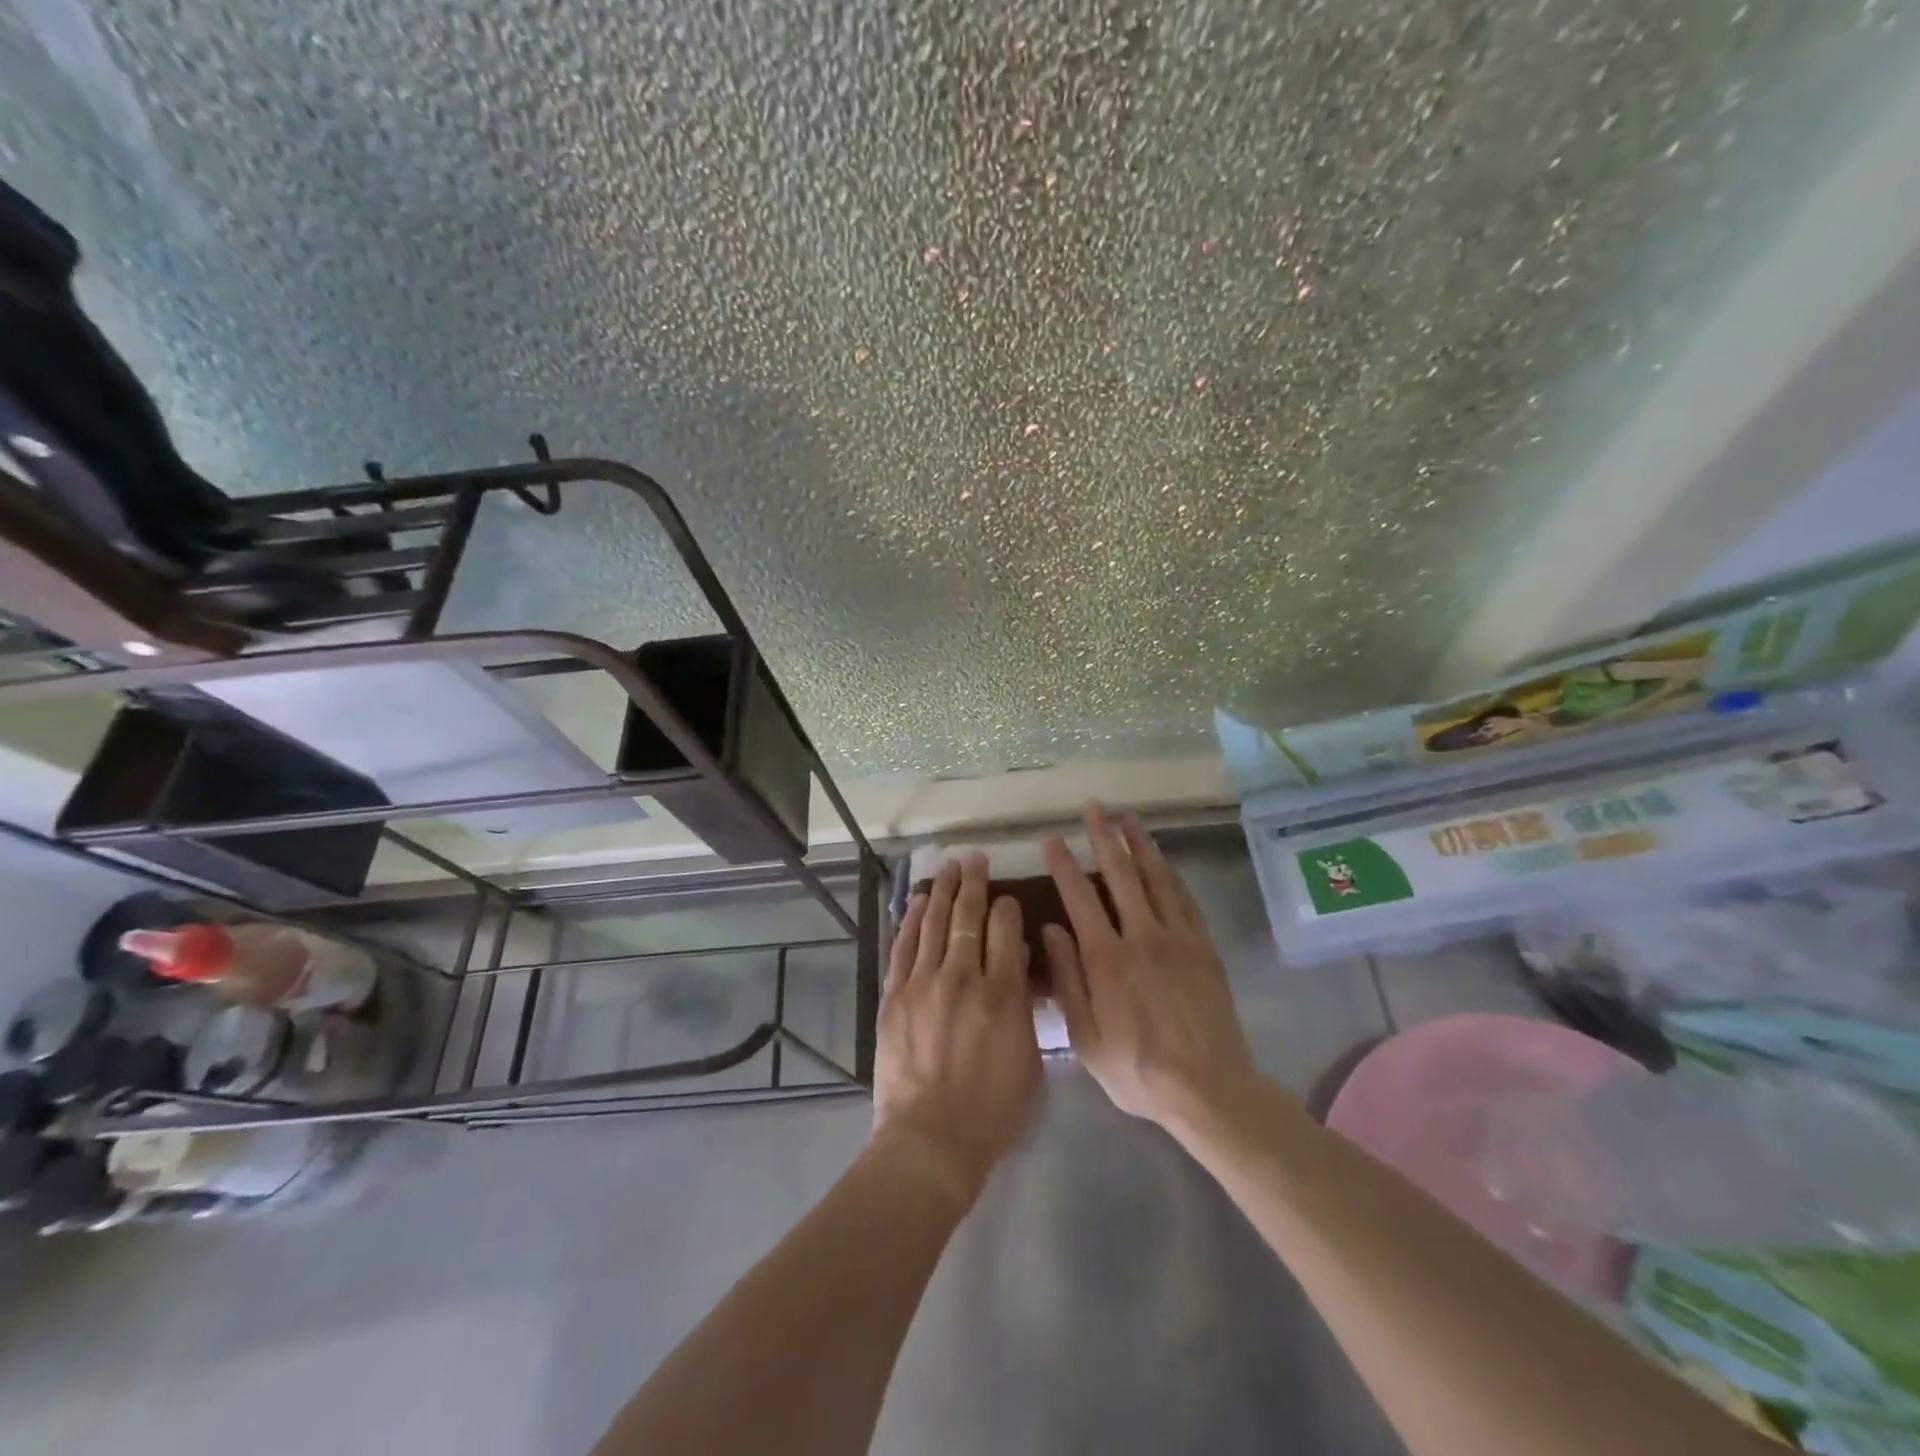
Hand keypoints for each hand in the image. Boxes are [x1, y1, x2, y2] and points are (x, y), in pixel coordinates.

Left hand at [872, 853, 1040, 1201]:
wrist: (930, 1139)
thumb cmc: (991, 1109)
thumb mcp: (1028, 1060)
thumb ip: (1024, 1005)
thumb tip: (1016, 961)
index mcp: (1002, 995)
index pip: (1006, 931)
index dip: (1007, 908)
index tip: (1007, 898)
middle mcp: (963, 978)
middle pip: (969, 917)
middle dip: (974, 884)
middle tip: (975, 858)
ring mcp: (924, 984)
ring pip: (935, 923)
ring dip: (944, 891)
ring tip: (950, 867)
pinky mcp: (895, 996)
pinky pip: (905, 947)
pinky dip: (913, 920)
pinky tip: (921, 900)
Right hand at [1042, 803, 1258, 1128]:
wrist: (1209, 1090)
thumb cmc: (1137, 1070)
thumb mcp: (1085, 1037)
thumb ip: (1067, 979)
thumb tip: (1050, 930)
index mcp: (1106, 959)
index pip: (1079, 898)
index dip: (1063, 865)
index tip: (1052, 838)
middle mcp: (1141, 937)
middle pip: (1120, 875)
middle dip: (1104, 837)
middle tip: (1094, 807)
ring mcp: (1178, 939)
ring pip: (1156, 879)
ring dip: (1140, 845)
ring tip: (1129, 818)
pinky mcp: (1205, 948)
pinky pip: (1186, 901)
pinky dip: (1171, 875)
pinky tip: (1164, 862)